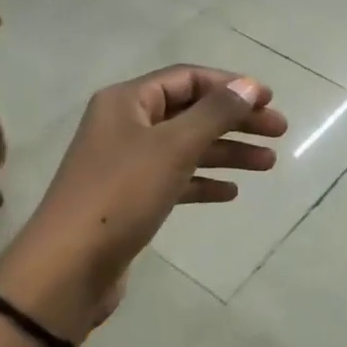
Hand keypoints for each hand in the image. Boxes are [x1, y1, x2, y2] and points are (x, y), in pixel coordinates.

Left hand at [0, 66, 286, 340]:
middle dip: (236, 120)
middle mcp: (125, 125)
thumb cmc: (121, 195)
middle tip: (279, 132)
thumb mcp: (173, 147)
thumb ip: (214, 113)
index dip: (230, 85)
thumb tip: (248, 86)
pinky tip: (231, 192)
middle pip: (191, 112)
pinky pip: (175, 180)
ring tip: (269, 163)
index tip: (269, 100)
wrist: (68, 268)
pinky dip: (203, 182)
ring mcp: (126, 163)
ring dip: (227, 152)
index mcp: (127, 101)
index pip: (188, 78)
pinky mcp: (130, 199)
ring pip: (186, 147)